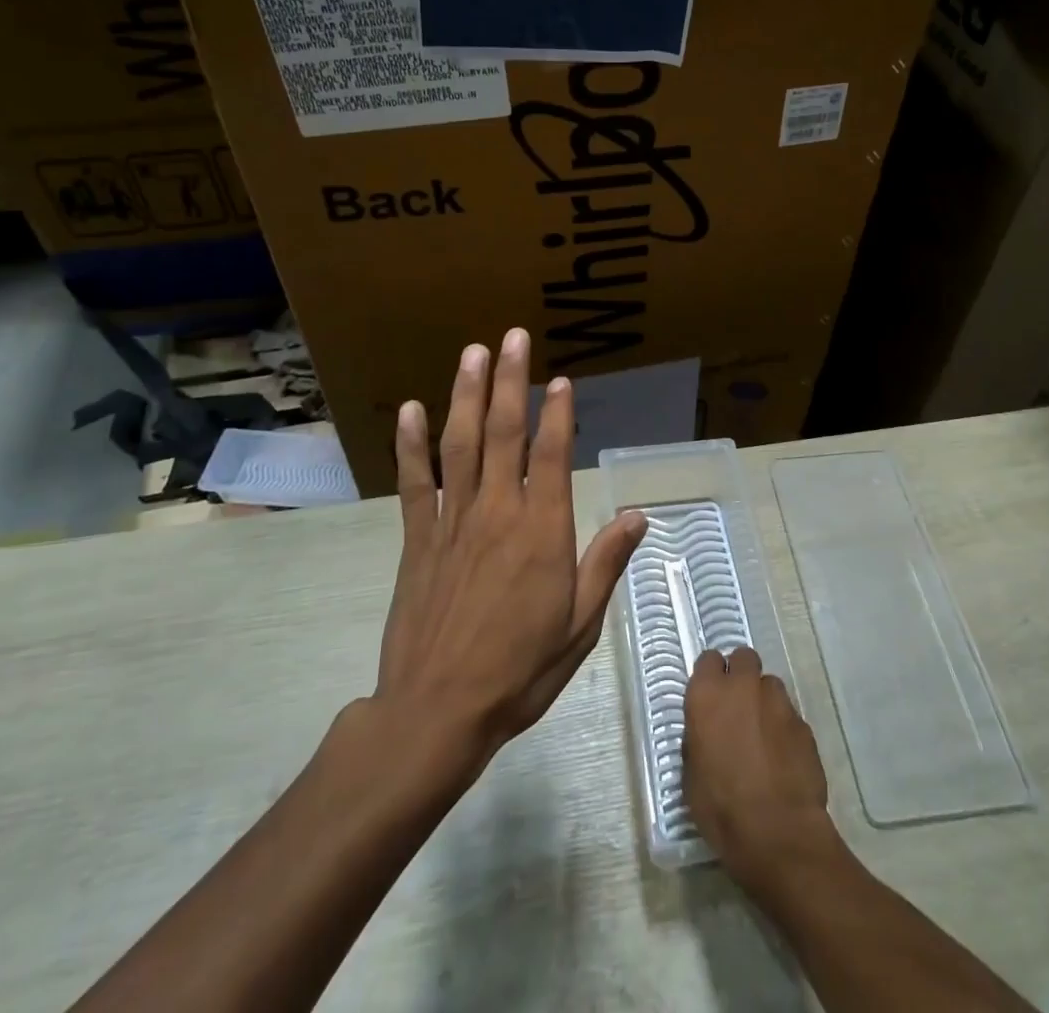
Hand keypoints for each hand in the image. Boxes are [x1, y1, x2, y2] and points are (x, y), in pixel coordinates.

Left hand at [375, 327, 646, 771]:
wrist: (438, 711)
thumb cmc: (520, 670)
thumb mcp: (580, 625)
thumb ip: (605, 563)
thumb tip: (638, 514)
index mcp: (542, 532)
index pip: (552, 455)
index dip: (558, 412)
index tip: (561, 378)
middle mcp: (497, 512)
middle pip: (504, 433)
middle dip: (511, 381)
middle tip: (514, 337)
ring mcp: (452, 521)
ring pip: (460, 444)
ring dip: (466, 395)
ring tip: (474, 353)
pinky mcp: (417, 537)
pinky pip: (415, 481)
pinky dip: (411, 444)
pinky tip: (411, 410)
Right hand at [684, 646, 835, 883]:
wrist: (777, 834)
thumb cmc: (721, 807)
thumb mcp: (691, 773)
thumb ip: (699, 737)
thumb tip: (708, 730)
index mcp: (708, 694)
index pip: (708, 659)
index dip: (711, 675)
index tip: (711, 695)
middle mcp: (743, 687)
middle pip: (744, 657)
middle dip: (741, 674)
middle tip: (738, 706)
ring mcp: (778, 702)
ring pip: (770, 685)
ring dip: (764, 701)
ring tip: (763, 735)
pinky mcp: (804, 724)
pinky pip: (790, 716)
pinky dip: (784, 729)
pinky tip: (782, 758)